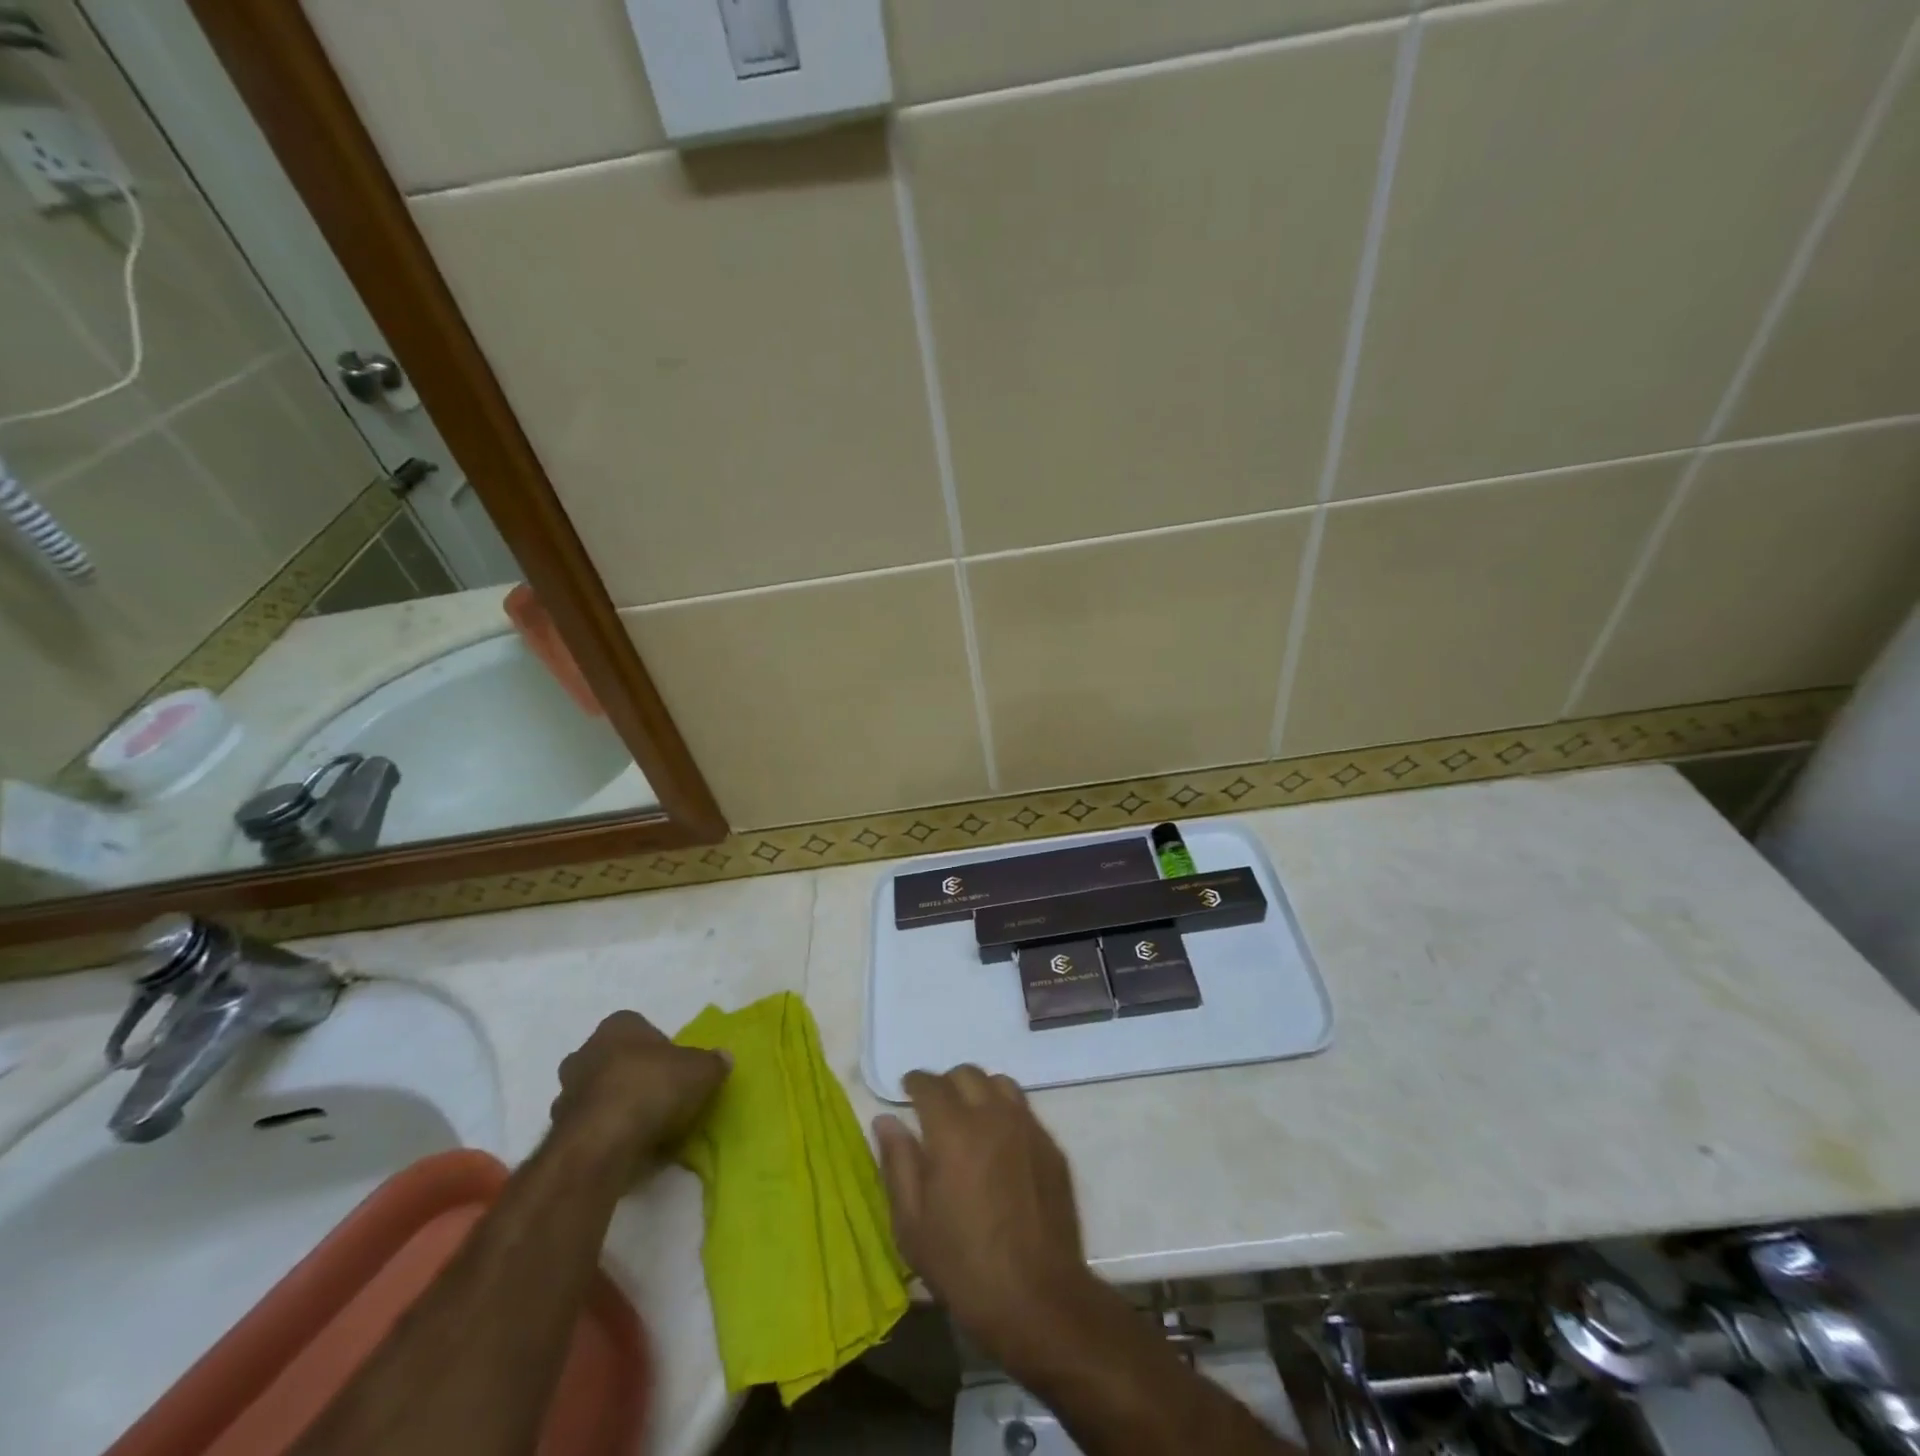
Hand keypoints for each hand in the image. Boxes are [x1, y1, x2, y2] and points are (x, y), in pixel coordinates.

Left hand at [551, 1011, 728, 1176]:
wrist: (602, 1144)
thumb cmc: (653, 1088)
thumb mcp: (702, 1070)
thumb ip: (713, 1062)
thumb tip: (723, 1059)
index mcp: (617, 1026)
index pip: (640, 1028)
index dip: (661, 1048)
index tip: (676, 1069)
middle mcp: (585, 1052)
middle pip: (615, 1060)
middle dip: (634, 1075)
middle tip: (661, 1096)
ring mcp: (566, 1094)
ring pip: (599, 1094)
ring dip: (617, 1107)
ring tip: (647, 1128)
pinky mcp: (559, 1133)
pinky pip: (591, 1127)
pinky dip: (606, 1135)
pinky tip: (629, 1148)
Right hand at [874, 1066, 1094, 1369]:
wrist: (1038, 1298)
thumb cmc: (964, 1266)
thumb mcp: (912, 1225)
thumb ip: (897, 1164)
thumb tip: (886, 1120)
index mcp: (952, 1131)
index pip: (930, 1084)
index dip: (915, 1082)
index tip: (907, 1089)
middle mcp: (992, 1116)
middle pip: (967, 1074)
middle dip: (946, 1083)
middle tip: (935, 1107)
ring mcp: (1026, 1127)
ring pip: (1000, 1083)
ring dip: (979, 1090)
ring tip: (969, 1117)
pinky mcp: (1050, 1146)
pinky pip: (1024, 1109)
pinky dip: (1005, 1111)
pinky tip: (1000, 1141)